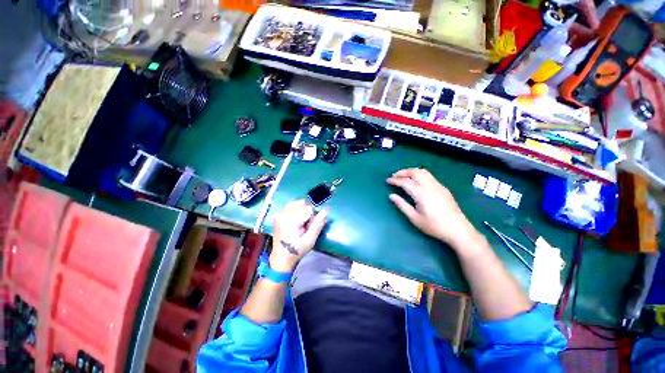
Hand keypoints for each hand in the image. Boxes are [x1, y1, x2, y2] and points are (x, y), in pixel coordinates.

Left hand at [270, 200, 328, 271]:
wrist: (280, 259)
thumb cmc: (296, 251)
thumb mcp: (310, 240)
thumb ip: (318, 224)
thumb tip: (326, 210)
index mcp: (290, 220)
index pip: (309, 208)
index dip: (313, 217)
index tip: (309, 227)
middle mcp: (283, 214)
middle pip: (303, 204)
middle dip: (307, 213)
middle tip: (305, 227)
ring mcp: (279, 214)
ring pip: (297, 203)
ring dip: (302, 211)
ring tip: (300, 223)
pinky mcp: (278, 215)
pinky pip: (291, 206)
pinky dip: (296, 210)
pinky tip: (296, 221)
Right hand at [387, 168, 477, 247]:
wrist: (458, 230)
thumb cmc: (434, 226)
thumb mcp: (414, 218)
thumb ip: (402, 205)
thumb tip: (391, 196)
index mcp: (421, 193)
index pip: (405, 182)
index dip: (395, 180)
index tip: (387, 180)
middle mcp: (430, 186)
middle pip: (415, 172)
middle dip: (403, 172)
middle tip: (394, 176)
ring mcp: (438, 185)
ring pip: (423, 172)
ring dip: (411, 171)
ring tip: (404, 176)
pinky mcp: (443, 188)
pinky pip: (429, 176)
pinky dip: (419, 174)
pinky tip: (417, 181)